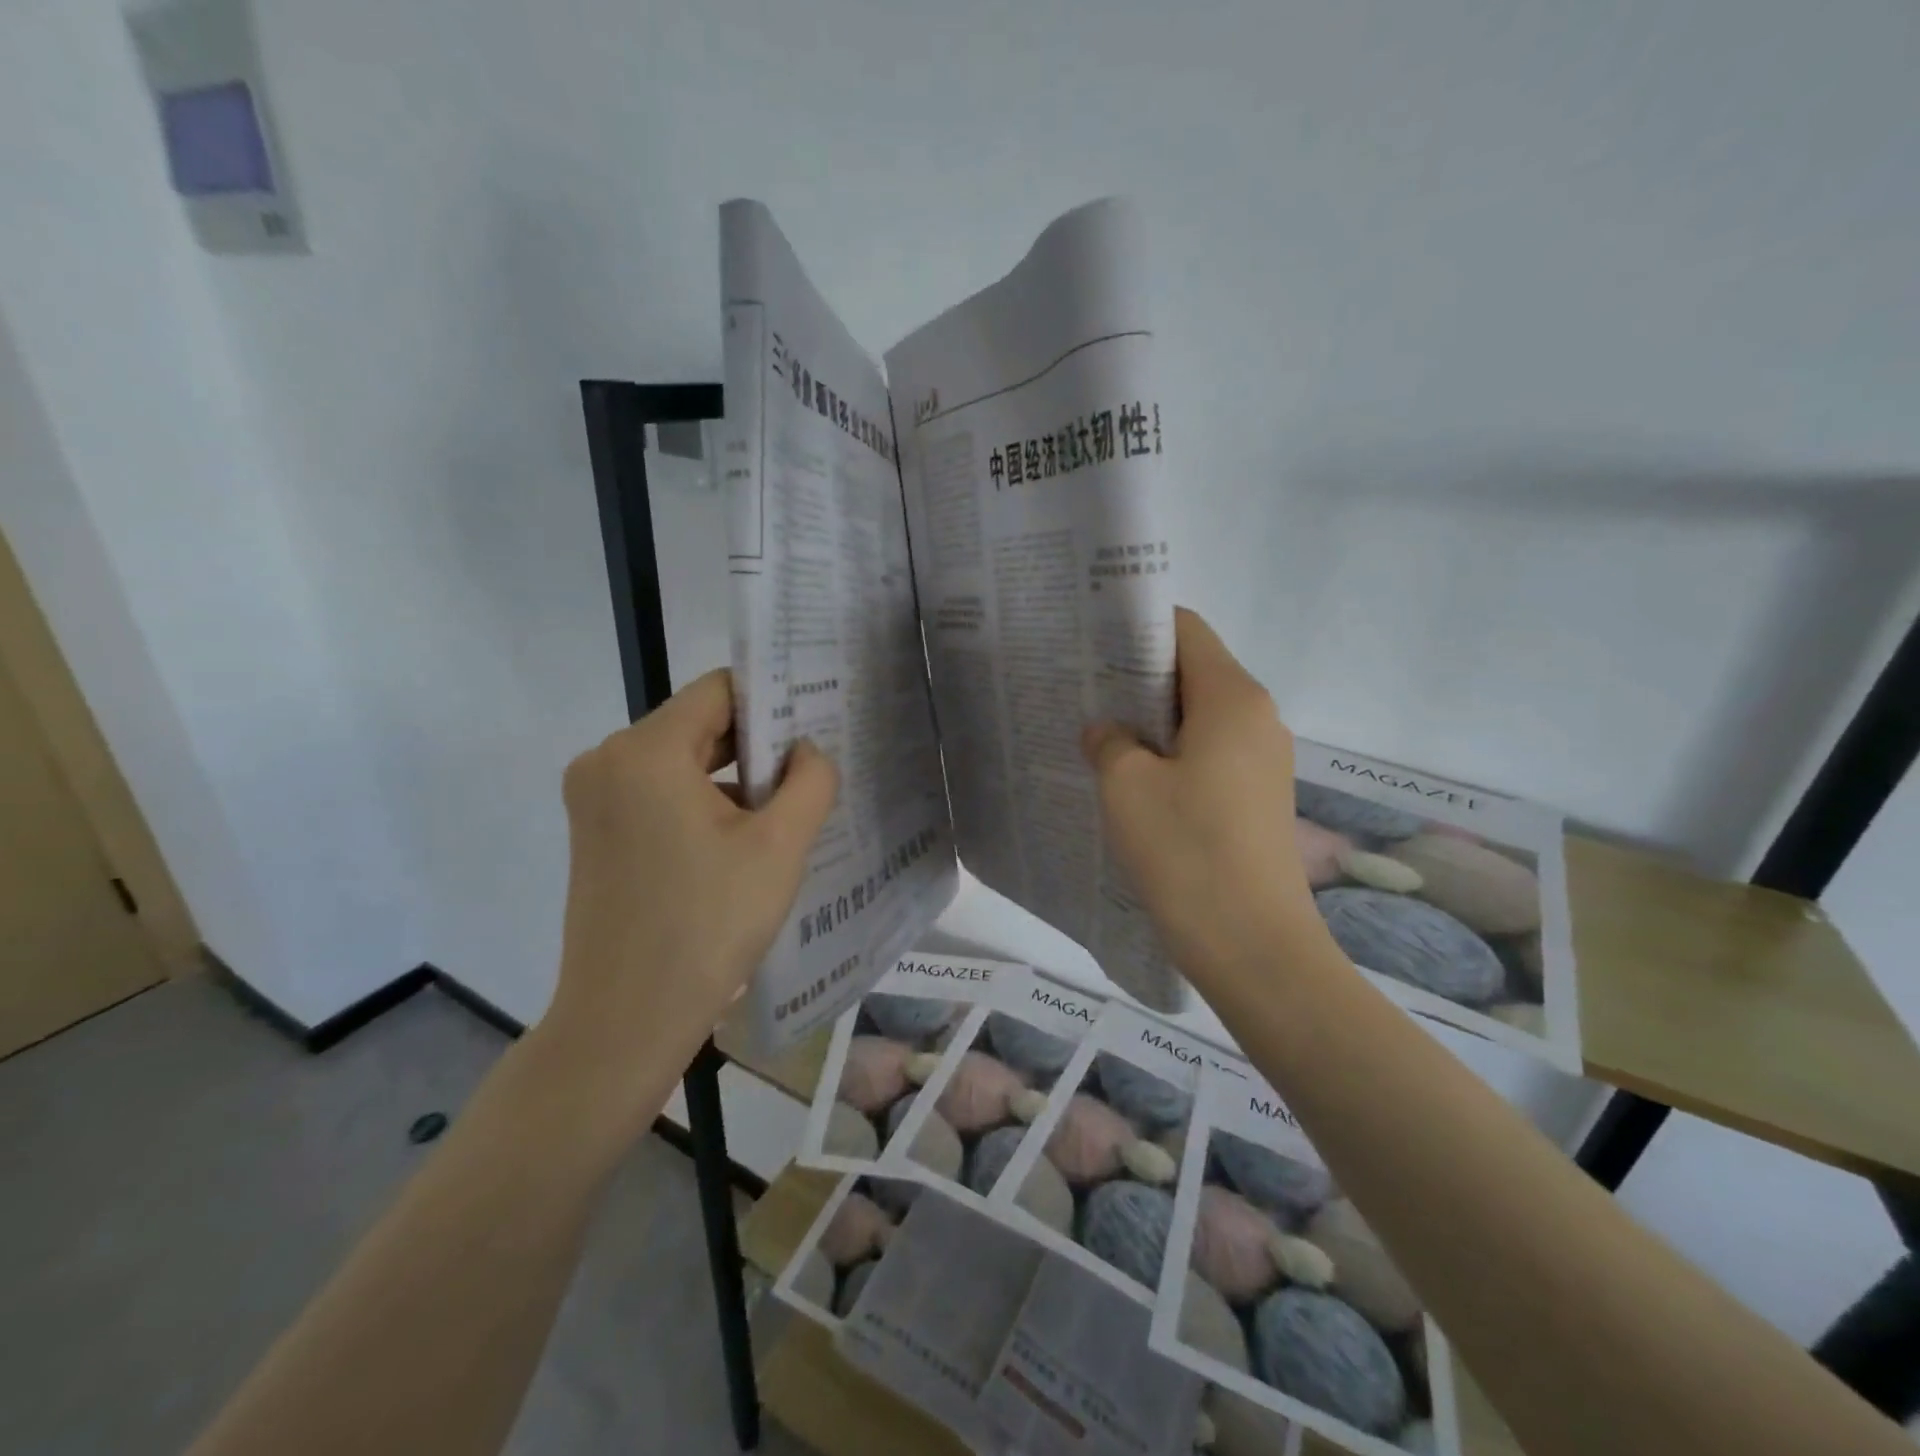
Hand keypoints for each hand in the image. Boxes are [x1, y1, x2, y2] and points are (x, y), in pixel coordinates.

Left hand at [541, 670, 836, 1101]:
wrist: (626, 1020)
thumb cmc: (708, 925)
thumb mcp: (780, 846)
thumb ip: (810, 780)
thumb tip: (808, 751)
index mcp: (645, 752)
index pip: (719, 691)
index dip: (773, 699)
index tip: (816, 723)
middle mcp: (606, 761)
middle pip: (698, 725)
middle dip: (757, 744)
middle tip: (812, 768)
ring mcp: (594, 799)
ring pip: (681, 761)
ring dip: (733, 778)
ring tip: (786, 808)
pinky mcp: (595, 832)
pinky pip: (659, 794)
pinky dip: (702, 803)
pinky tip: (742, 841)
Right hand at [1082, 609, 1321, 990]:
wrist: (1253, 947)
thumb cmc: (1186, 851)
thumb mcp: (1126, 786)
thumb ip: (1109, 741)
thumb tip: (1108, 732)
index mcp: (1232, 697)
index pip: (1186, 629)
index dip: (1137, 627)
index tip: (1090, 644)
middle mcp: (1258, 718)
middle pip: (1194, 671)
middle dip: (1137, 676)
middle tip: (1083, 691)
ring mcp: (1265, 761)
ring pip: (1201, 717)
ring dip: (1153, 721)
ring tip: (1101, 736)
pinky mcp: (1259, 798)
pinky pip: (1211, 755)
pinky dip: (1173, 755)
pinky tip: (1133, 781)